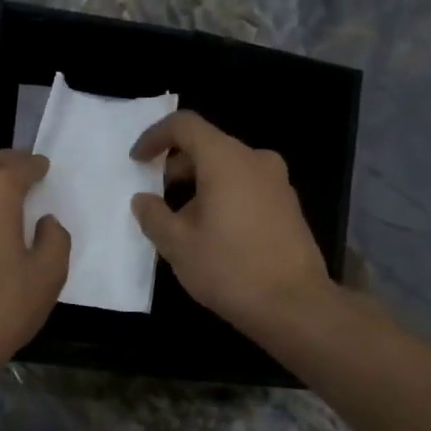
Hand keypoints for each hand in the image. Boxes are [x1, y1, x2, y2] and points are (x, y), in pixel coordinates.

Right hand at [131, 111, 332, 335]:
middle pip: (208, 146)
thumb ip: (153, 216)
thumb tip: (143, 200)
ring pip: (228, 168)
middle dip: (176, 167)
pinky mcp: (288, 205)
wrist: (293, 304)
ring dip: (199, 186)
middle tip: (157, 198)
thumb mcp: (177, 245)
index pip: (185, 126)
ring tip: (182, 223)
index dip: (155, 137)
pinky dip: (223, 197)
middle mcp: (256, 160)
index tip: (137, 161)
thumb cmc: (229, 269)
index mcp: (226, 160)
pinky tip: (213, 234)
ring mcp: (277, 182)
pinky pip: (246, 187)